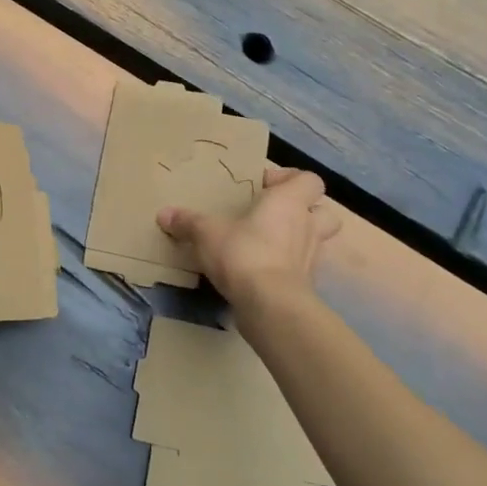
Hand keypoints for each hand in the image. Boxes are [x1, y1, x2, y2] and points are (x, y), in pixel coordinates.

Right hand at [158, 167, 339, 324]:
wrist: (270, 306)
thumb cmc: (244, 254)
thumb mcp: (207, 233)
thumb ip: (187, 222)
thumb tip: (163, 214)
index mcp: (289, 202)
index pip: (309, 180)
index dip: (290, 179)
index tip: (262, 187)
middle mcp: (307, 226)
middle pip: (324, 210)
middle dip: (304, 210)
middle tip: (274, 215)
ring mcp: (312, 258)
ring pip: (318, 240)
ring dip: (300, 239)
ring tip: (270, 242)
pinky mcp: (307, 285)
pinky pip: (303, 268)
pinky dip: (289, 267)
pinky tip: (263, 271)